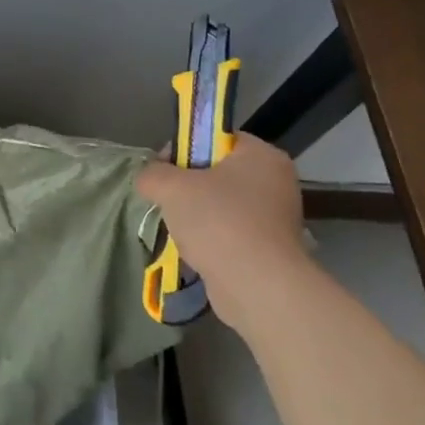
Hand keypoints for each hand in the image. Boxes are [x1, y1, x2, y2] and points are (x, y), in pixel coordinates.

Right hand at [136, 133, 306, 327]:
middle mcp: (276, 182)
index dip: (185, 147)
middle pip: (218, 172)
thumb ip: (152, 174)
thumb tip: (148, 177)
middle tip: (166, 200)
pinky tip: (193, 250)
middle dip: (187, 186)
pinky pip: (230, 232)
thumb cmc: (218, 222)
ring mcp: (276, 218)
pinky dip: (210, 238)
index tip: (162, 168)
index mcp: (262, 156)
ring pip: (222, 204)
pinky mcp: (269, 249)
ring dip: (196, 215)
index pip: (217, 138)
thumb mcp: (171, 187)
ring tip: (178, 229)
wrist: (257, 287)